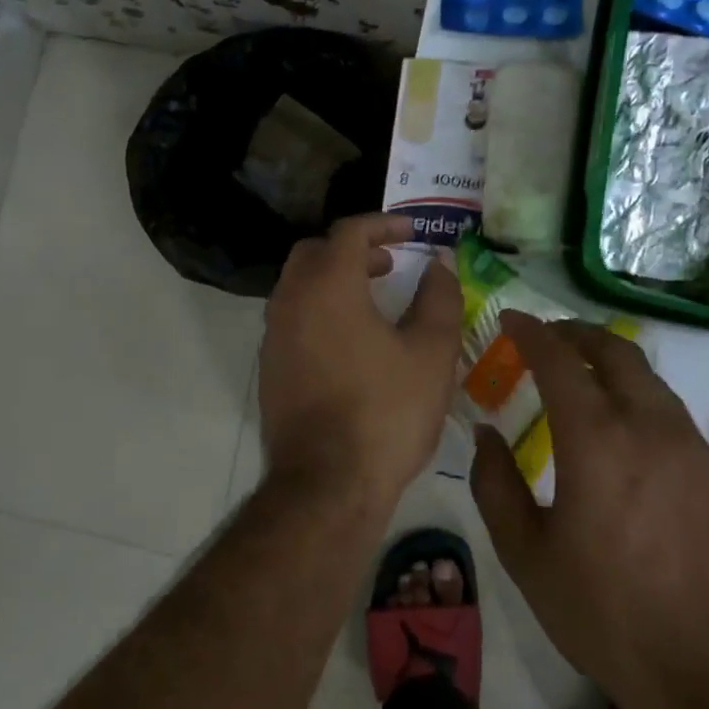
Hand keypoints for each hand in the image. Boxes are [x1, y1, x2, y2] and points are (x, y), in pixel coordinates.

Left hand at [258, 215, 462, 507]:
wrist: (327, 484)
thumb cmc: (386, 412)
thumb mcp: (430, 353)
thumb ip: (438, 299)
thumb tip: (439, 265)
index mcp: (328, 285)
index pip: (349, 231)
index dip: (383, 224)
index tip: (412, 232)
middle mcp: (290, 300)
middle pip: (315, 252)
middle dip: (353, 249)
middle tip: (389, 264)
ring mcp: (273, 334)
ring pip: (298, 285)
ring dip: (333, 279)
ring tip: (374, 300)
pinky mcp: (269, 367)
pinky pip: (291, 318)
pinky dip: (319, 309)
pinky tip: (349, 341)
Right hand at [468, 313, 708, 708]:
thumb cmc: (606, 613)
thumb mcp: (526, 555)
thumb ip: (496, 485)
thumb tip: (487, 434)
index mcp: (596, 441)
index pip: (559, 360)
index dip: (530, 332)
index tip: (508, 320)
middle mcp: (648, 426)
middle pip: (613, 350)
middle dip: (573, 333)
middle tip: (544, 337)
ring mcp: (689, 445)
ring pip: (646, 374)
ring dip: (607, 358)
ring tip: (578, 372)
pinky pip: (667, 406)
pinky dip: (634, 391)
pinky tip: (618, 422)